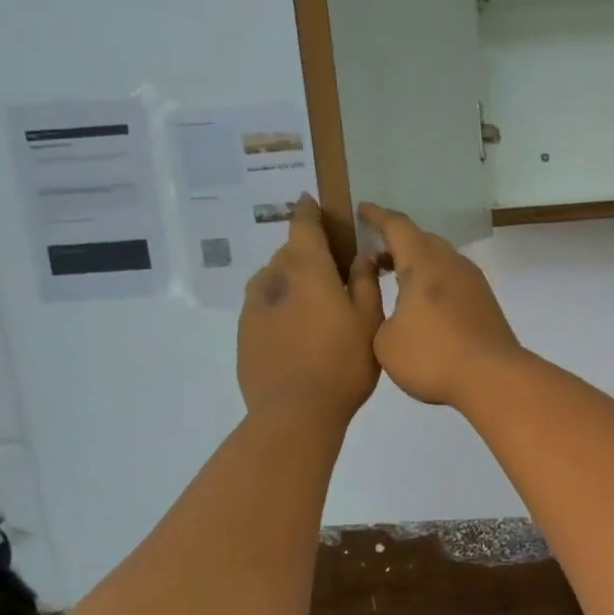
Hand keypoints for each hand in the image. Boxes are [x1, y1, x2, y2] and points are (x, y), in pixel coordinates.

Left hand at [238, 196, 382, 418]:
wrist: (295, 412)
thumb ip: (364, 283)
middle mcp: (274, 280)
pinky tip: (294, 333)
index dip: (308, 212)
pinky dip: (277, 310)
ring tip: (310, 304)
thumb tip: (360, 256)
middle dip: (305, 255)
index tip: (310, 202)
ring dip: (288, 282)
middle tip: (329, 272)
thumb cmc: (343, 362)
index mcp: (307, 269)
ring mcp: (253, 309)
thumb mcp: (369, 321)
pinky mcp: (244, 337)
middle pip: (287, 254)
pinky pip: (262, 310)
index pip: (303, 226)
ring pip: (270, 282)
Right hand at [359, 202, 524, 407]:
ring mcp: (473, 282)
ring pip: (441, 261)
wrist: (492, 378)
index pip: (396, 226)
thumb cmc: (432, 356)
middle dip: (397, 243)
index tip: (361, 209)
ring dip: (418, 266)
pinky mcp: (486, 303)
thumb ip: (378, 315)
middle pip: (422, 240)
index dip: (376, 216)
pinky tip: (424, 307)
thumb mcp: (385, 341)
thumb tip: (391, 307)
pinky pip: (453, 281)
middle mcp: (451, 263)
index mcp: (423, 262)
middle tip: (375, 258)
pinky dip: (434, 284)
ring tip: (396, 283)